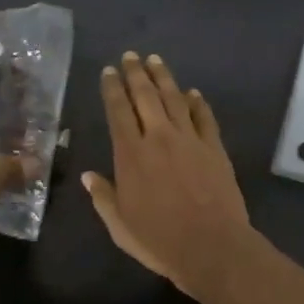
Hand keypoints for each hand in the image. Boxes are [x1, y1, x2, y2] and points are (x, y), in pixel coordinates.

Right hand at [83, 51, 252, 294]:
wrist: (212, 246)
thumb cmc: (160, 241)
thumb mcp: (120, 225)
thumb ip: (103, 197)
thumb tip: (89, 176)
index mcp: (131, 155)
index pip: (118, 112)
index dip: (112, 89)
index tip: (109, 72)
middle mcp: (159, 138)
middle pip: (146, 96)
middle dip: (136, 73)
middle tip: (131, 56)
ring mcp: (190, 140)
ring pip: (175, 99)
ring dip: (164, 78)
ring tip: (156, 60)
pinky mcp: (215, 148)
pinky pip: (204, 117)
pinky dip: (197, 102)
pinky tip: (193, 93)